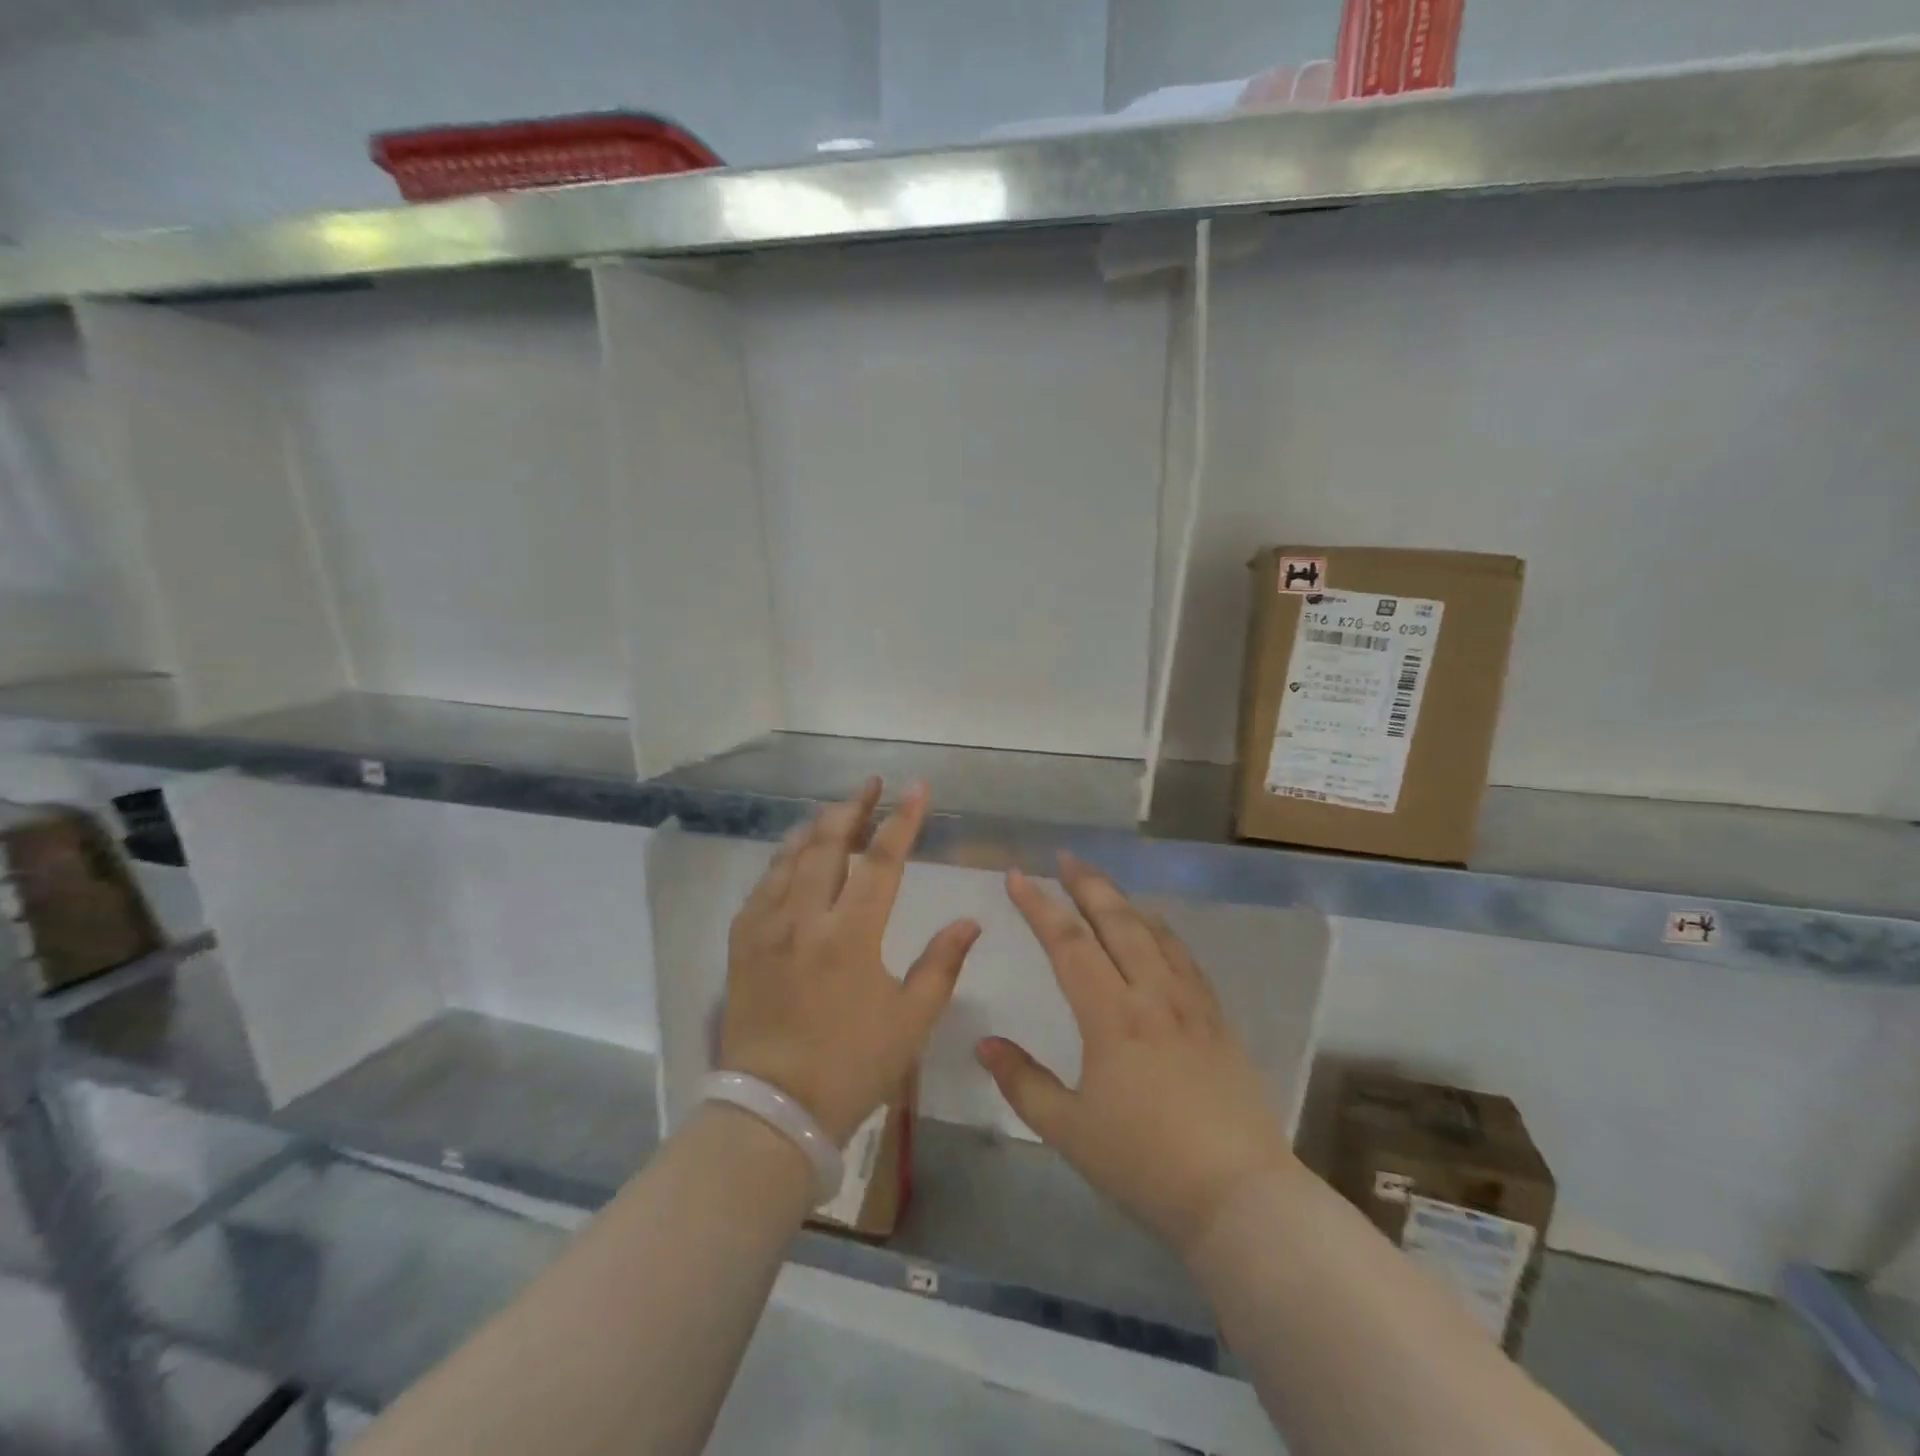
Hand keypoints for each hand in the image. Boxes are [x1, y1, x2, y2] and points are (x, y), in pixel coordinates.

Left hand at [720, 779, 979, 1144]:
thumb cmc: (851, 1066)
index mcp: (850, 935)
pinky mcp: (742, 942)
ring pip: (790, 856)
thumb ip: (943, 964)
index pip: (881, 860)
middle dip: (852, 807)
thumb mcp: (911, 1020)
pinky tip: (795, 856)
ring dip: (816, 826)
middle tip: (871, 785)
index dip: (901, 820)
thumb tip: (970, 920)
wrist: (773, 1110)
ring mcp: (766, 927)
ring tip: (837, 810)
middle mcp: (804, 918)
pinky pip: (764, 884)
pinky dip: (784, 859)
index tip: (916, 788)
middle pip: (827, 843)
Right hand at [979, 853, 1295, 1257]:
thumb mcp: (1069, 1130)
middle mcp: (1152, 994)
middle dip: (1087, 884)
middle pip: (1116, 921)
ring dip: (1125, 902)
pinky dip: (1162, 932)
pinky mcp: (1218, 1020)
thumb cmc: (1144, 1164)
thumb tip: (985, 1044)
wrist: (1239, 1196)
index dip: (1039, 906)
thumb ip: (1023, 1082)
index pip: (1068, 943)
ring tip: (1104, 886)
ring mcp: (1191, 1003)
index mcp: (1111, 1015)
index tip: (1017, 877)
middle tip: (1065, 858)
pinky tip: (1157, 933)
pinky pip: (1185, 958)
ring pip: (1154, 933)